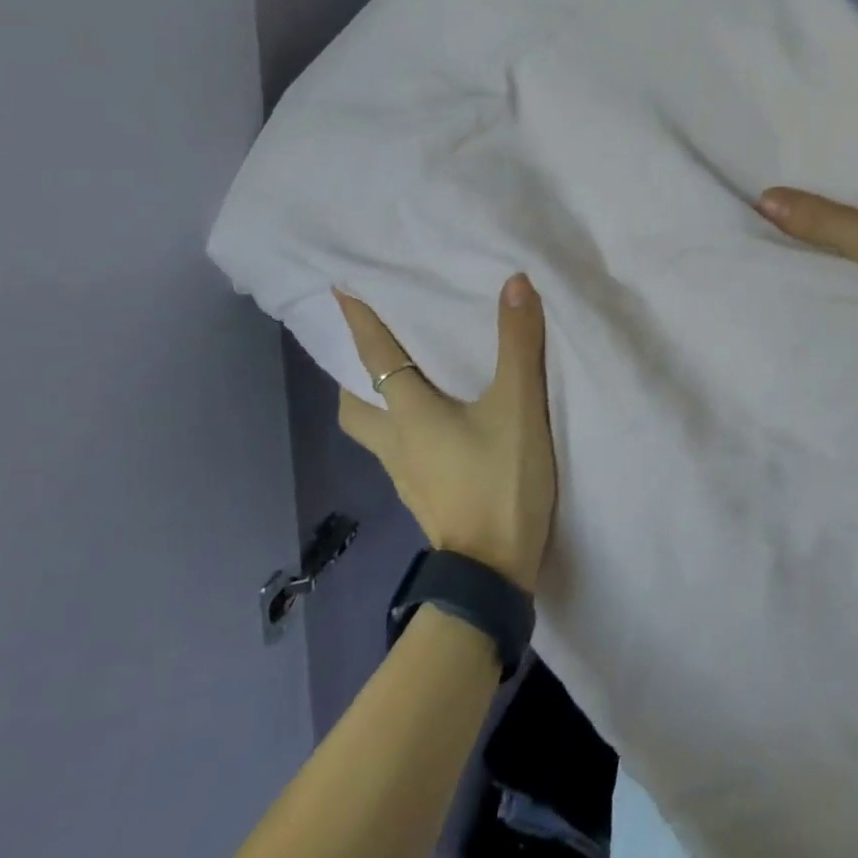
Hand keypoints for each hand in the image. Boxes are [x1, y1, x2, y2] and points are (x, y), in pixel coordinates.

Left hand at [334, 275, 556, 592]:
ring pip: (373, 432)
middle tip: (367, 348)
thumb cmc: (500, 482)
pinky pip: (398, 450)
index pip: (374, 357)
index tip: (339, 289)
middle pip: (354, 406)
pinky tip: (433, 427)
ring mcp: (406, 475)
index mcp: (410, 414)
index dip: (359, 321)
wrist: (492, 575)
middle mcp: (396, 443)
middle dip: (352, 374)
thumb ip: (518, 345)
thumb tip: (516, 282)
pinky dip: (402, 428)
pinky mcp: (423, 496)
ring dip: (375, 403)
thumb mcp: (518, 407)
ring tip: (399, 382)